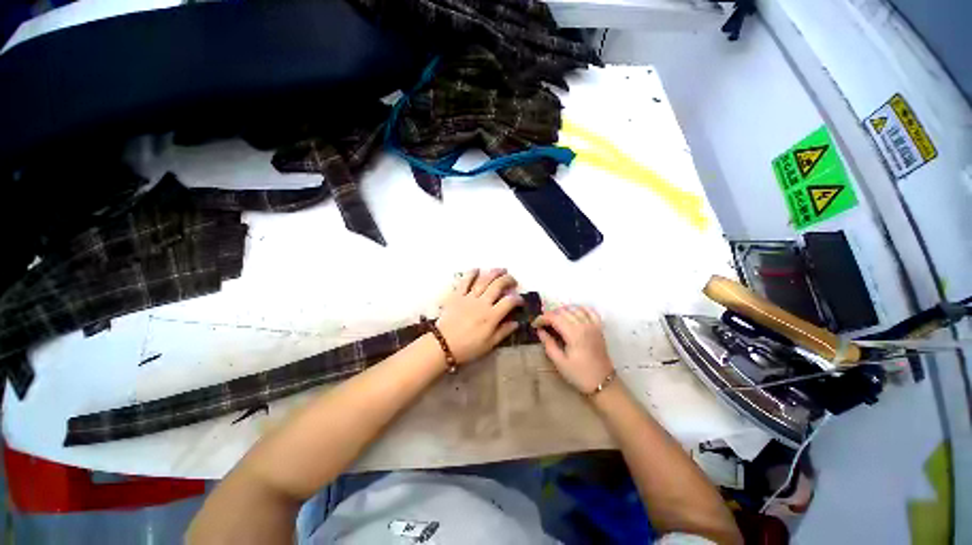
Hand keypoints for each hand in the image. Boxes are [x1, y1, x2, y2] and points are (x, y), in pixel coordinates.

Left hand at [435, 269, 523, 363]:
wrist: (443, 344)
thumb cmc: (467, 347)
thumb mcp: (489, 344)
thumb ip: (503, 332)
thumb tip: (516, 323)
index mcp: (491, 316)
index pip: (509, 301)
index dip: (517, 299)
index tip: (520, 301)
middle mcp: (482, 303)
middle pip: (498, 285)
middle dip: (508, 280)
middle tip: (513, 280)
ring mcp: (469, 297)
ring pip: (483, 280)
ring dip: (494, 272)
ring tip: (501, 270)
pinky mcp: (457, 295)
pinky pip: (465, 281)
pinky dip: (471, 273)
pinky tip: (477, 269)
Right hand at [533, 306, 613, 394]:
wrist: (602, 383)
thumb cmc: (579, 374)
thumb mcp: (559, 362)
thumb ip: (548, 344)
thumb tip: (540, 331)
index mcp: (574, 333)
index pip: (554, 318)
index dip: (542, 318)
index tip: (535, 324)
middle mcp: (584, 325)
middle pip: (563, 311)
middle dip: (550, 314)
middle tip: (542, 323)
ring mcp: (593, 325)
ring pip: (575, 309)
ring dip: (563, 311)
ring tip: (554, 319)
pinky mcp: (599, 328)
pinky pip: (590, 311)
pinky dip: (580, 308)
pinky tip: (573, 313)